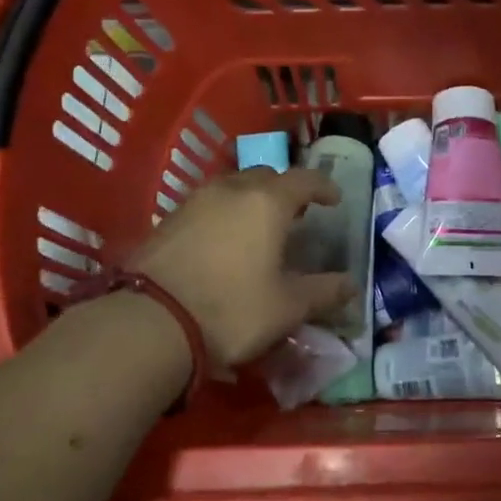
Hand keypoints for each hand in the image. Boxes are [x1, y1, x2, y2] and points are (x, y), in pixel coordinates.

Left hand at [130, 168, 354, 364]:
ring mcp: (195, 202)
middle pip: (266, 177)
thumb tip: (351, 285)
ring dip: (250, 200)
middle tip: (295, 215)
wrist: (150, 323)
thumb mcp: (287, 308)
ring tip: (258, 227)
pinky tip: (222, 243)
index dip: (324, 187)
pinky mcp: (167, 220)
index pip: (305, 180)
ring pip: (232, 188)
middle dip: (285, 190)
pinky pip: (206, 206)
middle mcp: (231, 190)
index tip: (334, 200)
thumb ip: (323, 292)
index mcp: (267, 202)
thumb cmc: (232, 310)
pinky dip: (223, 215)